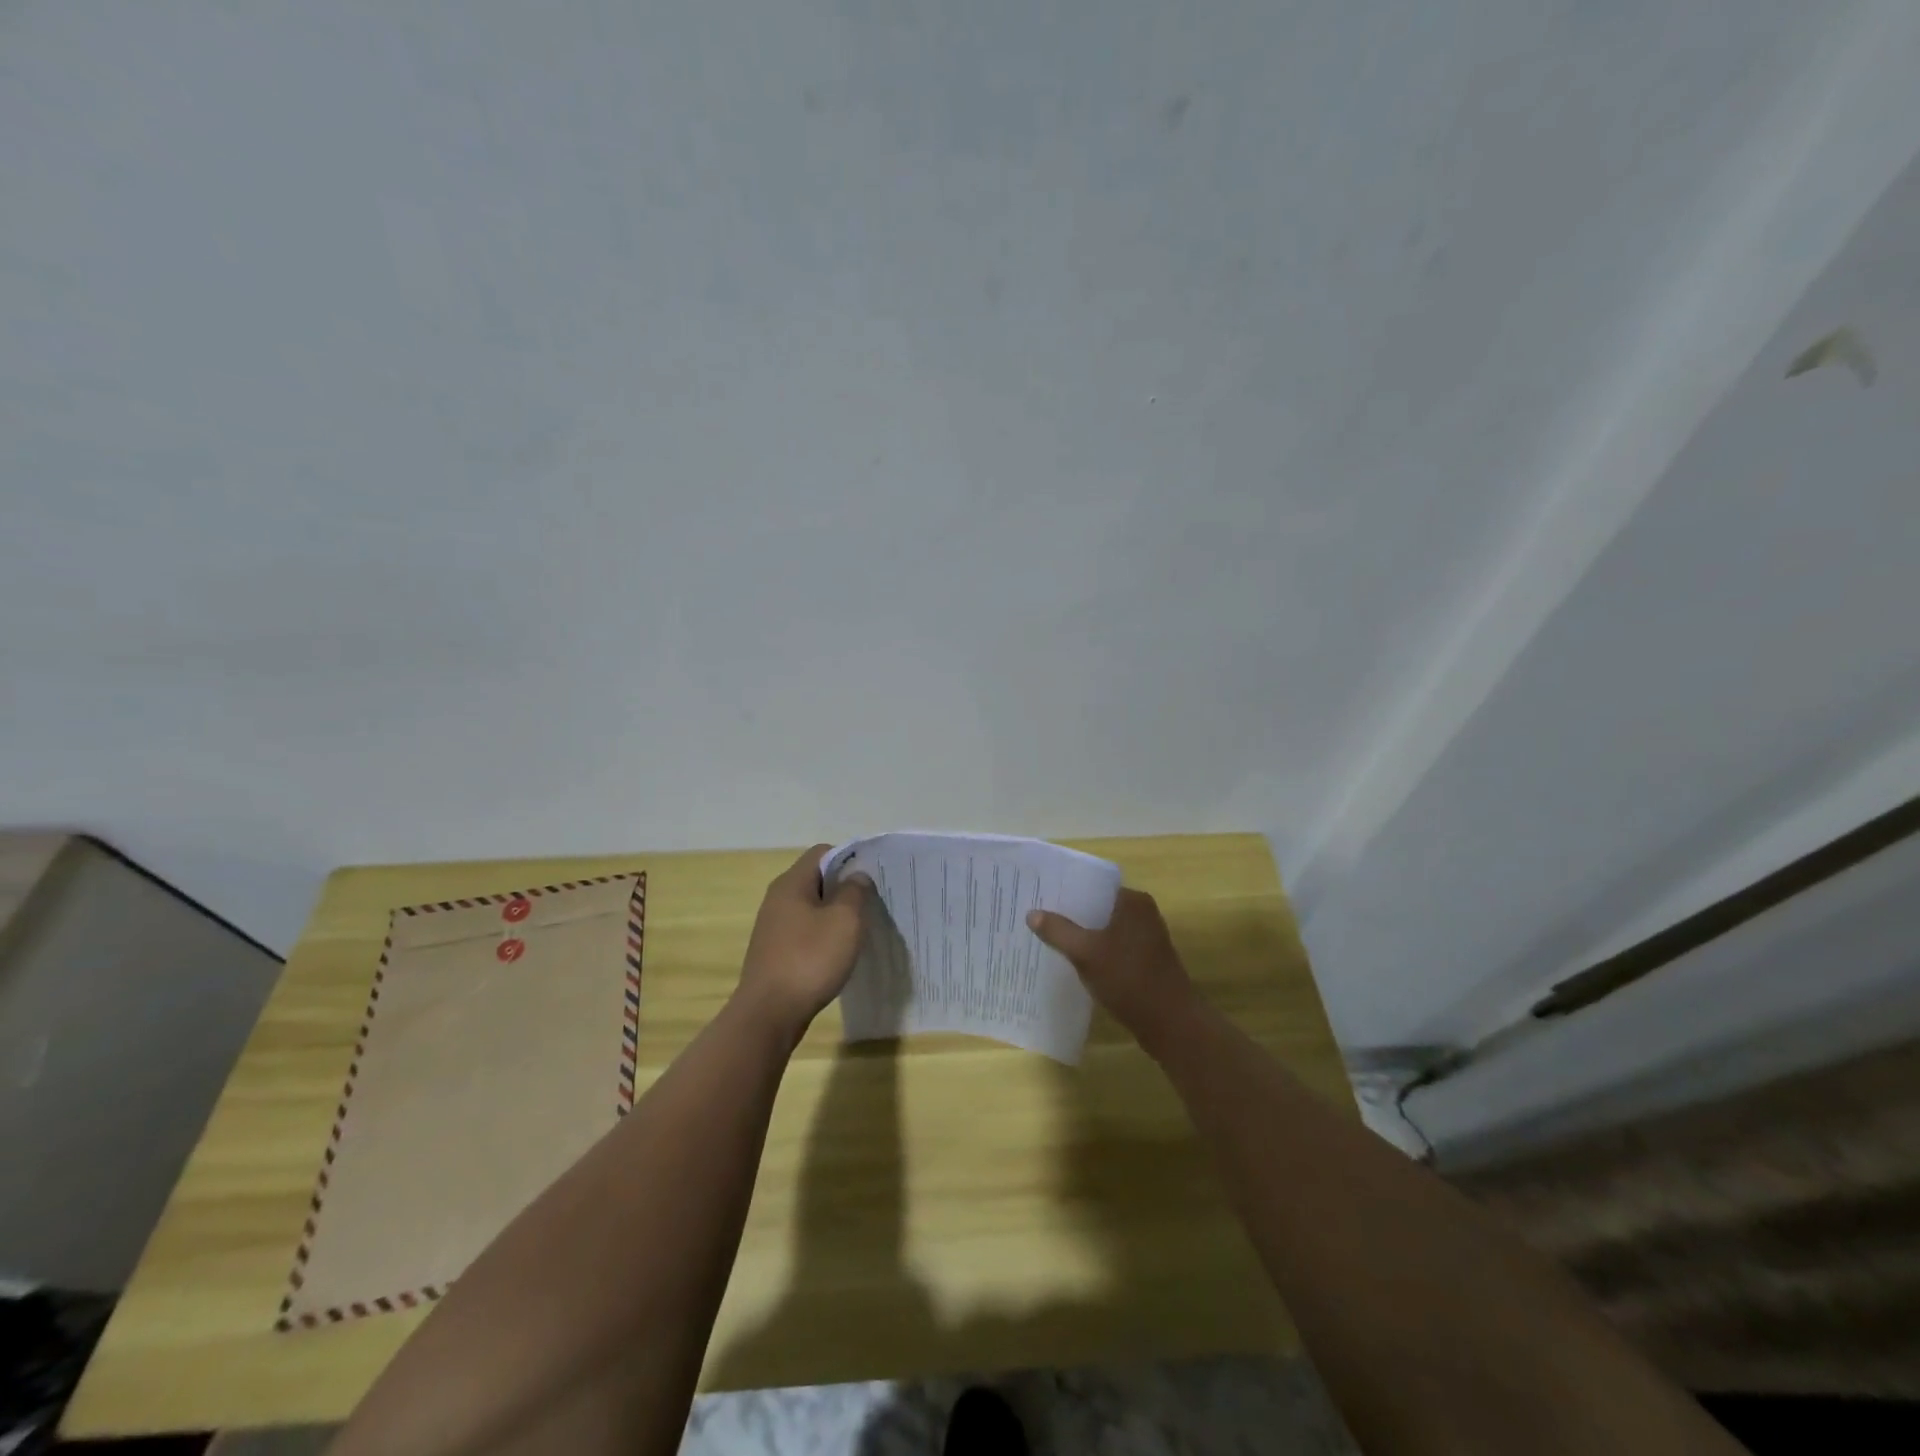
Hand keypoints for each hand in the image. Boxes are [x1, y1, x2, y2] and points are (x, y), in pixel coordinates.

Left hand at [735, 844, 872, 1036]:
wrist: (768, 1014)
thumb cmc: (809, 959)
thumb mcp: (845, 921)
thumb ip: (855, 892)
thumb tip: (857, 877)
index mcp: (792, 883)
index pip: (823, 852)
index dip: (850, 859)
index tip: (872, 878)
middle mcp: (778, 899)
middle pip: (817, 879)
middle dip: (845, 888)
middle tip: (872, 904)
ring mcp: (774, 927)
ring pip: (812, 908)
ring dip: (835, 915)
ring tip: (859, 930)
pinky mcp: (775, 952)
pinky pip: (805, 932)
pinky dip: (823, 937)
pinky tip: (838, 955)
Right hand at [1027, 888, 1200, 1047]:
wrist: (1172, 1024)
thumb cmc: (1130, 979)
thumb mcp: (1087, 953)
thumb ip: (1059, 931)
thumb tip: (1032, 913)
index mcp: (1133, 902)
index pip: (1094, 885)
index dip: (1066, 890)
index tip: (1040, 896)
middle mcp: (1142, 914)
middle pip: (1098, 908)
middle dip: (1070, 914)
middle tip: (1037, 917)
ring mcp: (1146, 939)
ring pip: (1104, 930)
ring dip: (1081, 935)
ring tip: (1048, 938)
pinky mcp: (1145, 962)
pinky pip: (1112, 948)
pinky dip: (1094, 952)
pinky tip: (1072, 962)